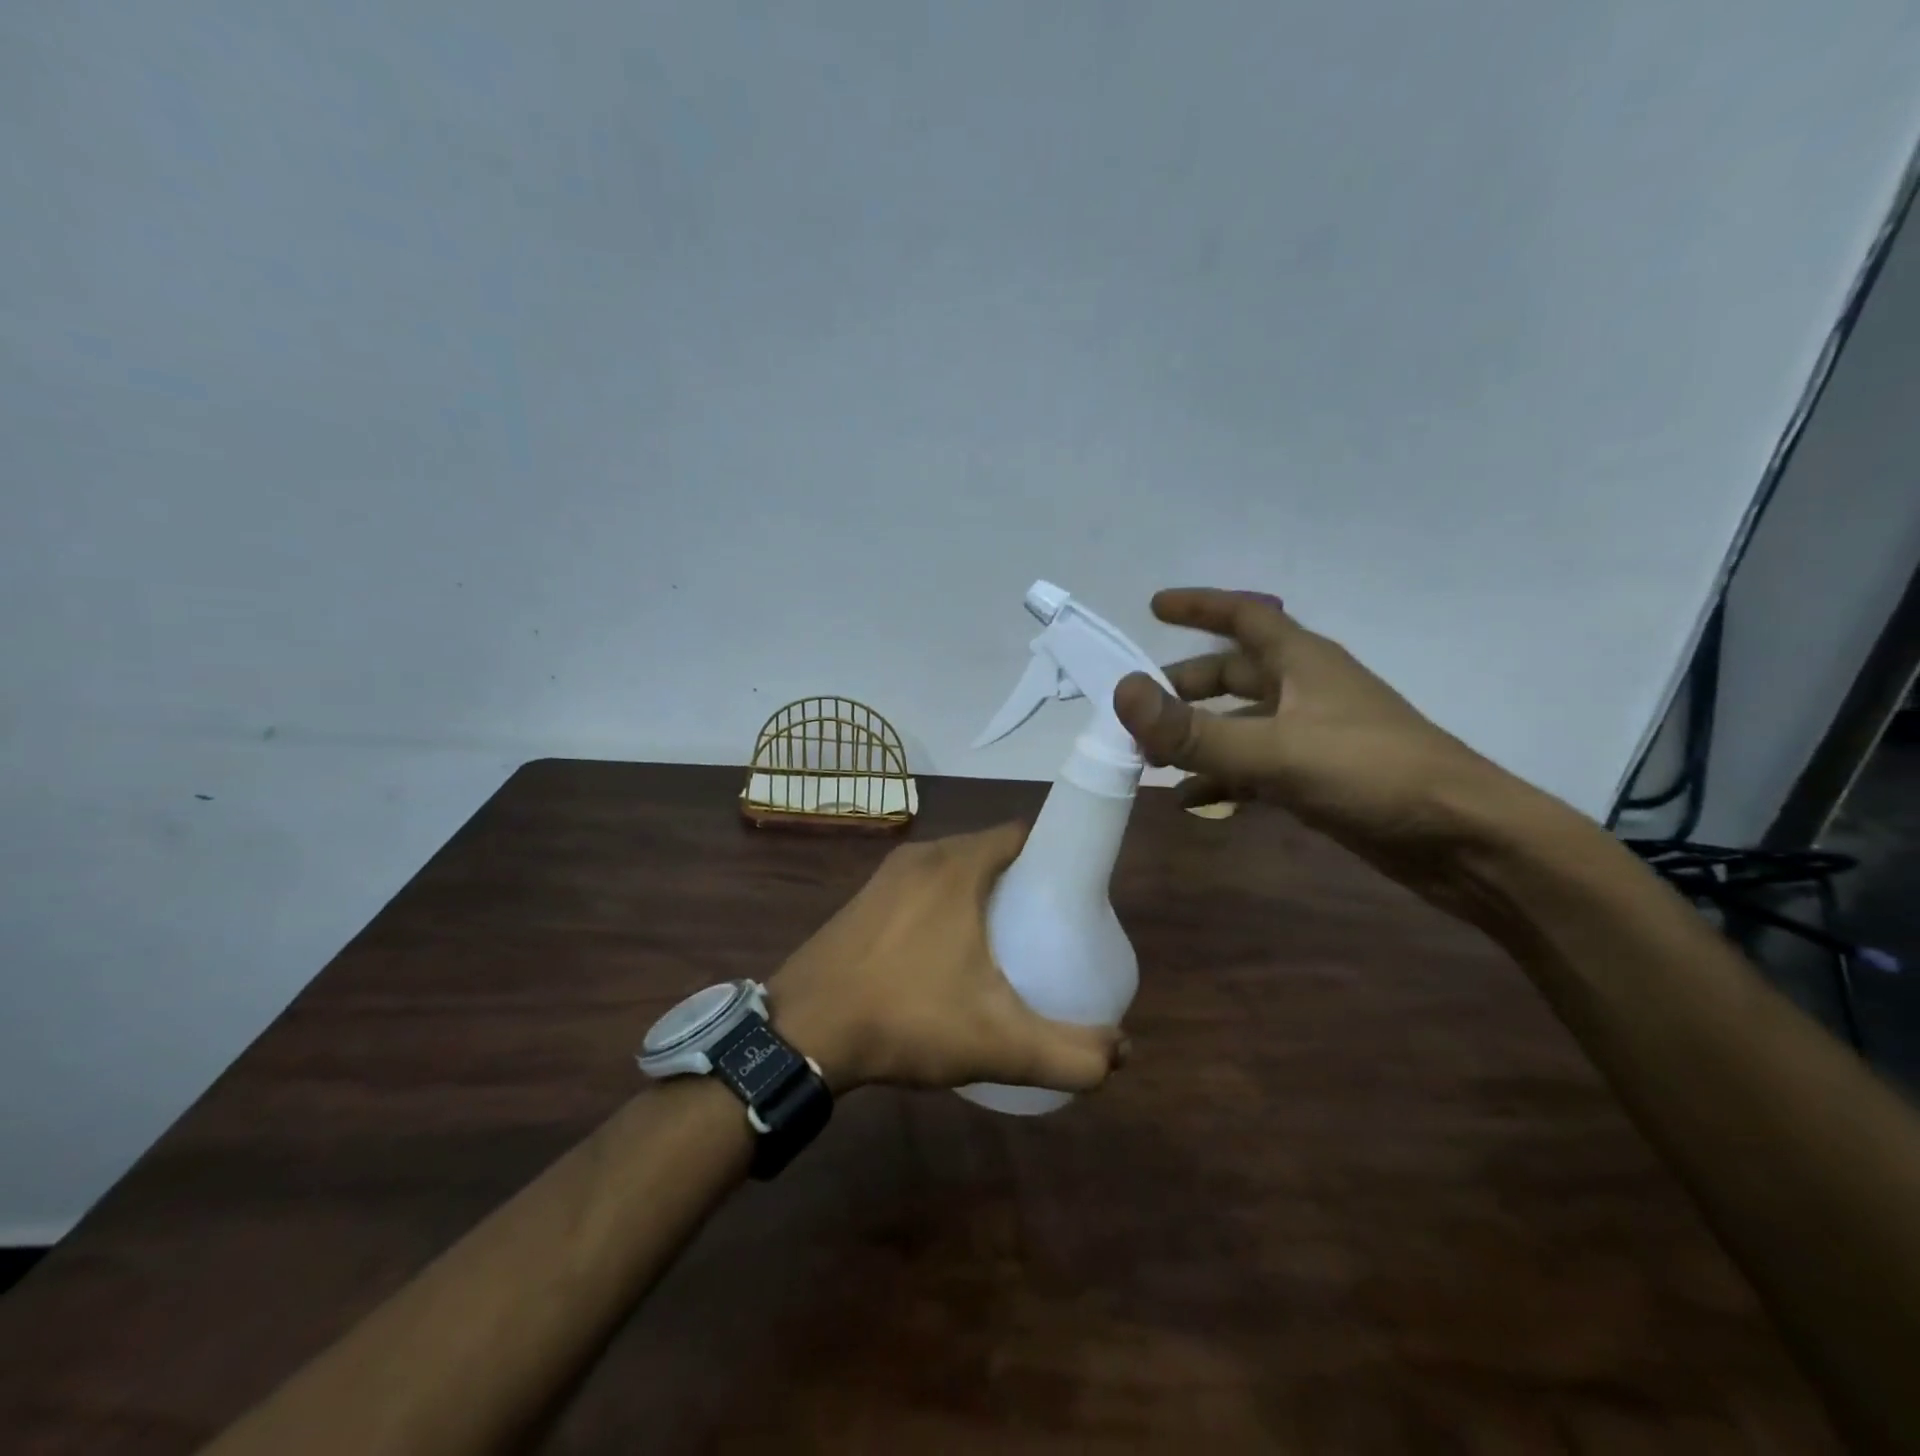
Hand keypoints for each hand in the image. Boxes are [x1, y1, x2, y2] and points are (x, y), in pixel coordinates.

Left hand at [766, 823, 1126, 1094]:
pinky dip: (945, 904)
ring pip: (953, 869)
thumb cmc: (906, 1018)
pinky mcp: (863, 898)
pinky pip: (921, 886)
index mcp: (958, 865)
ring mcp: (886, 875)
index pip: (1024, 835)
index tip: (1074, 897)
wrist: (802, 1033)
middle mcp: (922, 855)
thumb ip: (1069, 1053)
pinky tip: (946, 953)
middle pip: (991, 852)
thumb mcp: (998, 1043)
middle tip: (1046, 929)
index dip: (1055, 857)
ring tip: (1003, 944)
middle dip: (1023, 881)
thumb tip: (1122, 1054)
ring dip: (982, 893)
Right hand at [1111, 587, 1541, 920]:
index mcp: (1302, 662)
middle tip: (1139, 709)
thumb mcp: (1274, 750)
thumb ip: (1193, 730)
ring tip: (1150, 760)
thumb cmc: (1371, 774)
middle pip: (1233, 674)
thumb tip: (1121, 694)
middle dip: (1184, 687)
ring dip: (1197, 737)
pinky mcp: (1319, 777)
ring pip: (1240, 724)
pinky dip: (1221, 778)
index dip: (1199, 606)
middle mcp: (1306, 690)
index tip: (1154, 606)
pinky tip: (1191, 801)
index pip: (1242, 616)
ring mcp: (1313, 735)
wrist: (1462, 840)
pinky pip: (1255, 767)